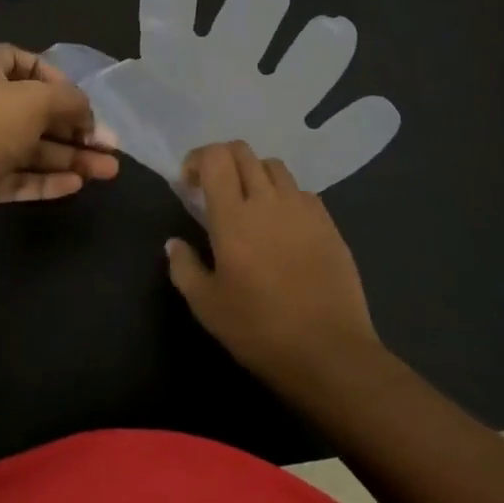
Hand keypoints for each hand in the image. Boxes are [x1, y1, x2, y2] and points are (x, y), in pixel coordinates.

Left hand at [0, 46, 118, 249]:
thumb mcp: (38, 100)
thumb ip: (70, 101)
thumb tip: (86, 114)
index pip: (18, 61)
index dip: (49, 73)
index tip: (74, 93)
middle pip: (34, 111)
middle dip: (74, 127)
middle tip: (109, 144)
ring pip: (32, 149)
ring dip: (71, 157)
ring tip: (108, 171)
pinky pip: (20, 178)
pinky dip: (48, 181)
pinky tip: (77, 185)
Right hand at [165, 140, 381, 390]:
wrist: (329, 351)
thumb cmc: (260, 330)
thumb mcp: (208, 307)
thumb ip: (184, 268)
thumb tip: (173, 243)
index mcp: (233, 217)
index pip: (215, 158)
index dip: (198, 159)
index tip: (189, 183)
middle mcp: (268, 200)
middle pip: (243, 152)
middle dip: (222, 160)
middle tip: (214, 189)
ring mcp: (302, 208)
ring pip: (274, 166)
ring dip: (254, 174)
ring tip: (249, 203)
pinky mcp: (328, 222)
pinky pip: (301, 190)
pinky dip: (284, 195)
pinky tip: (282, 225)